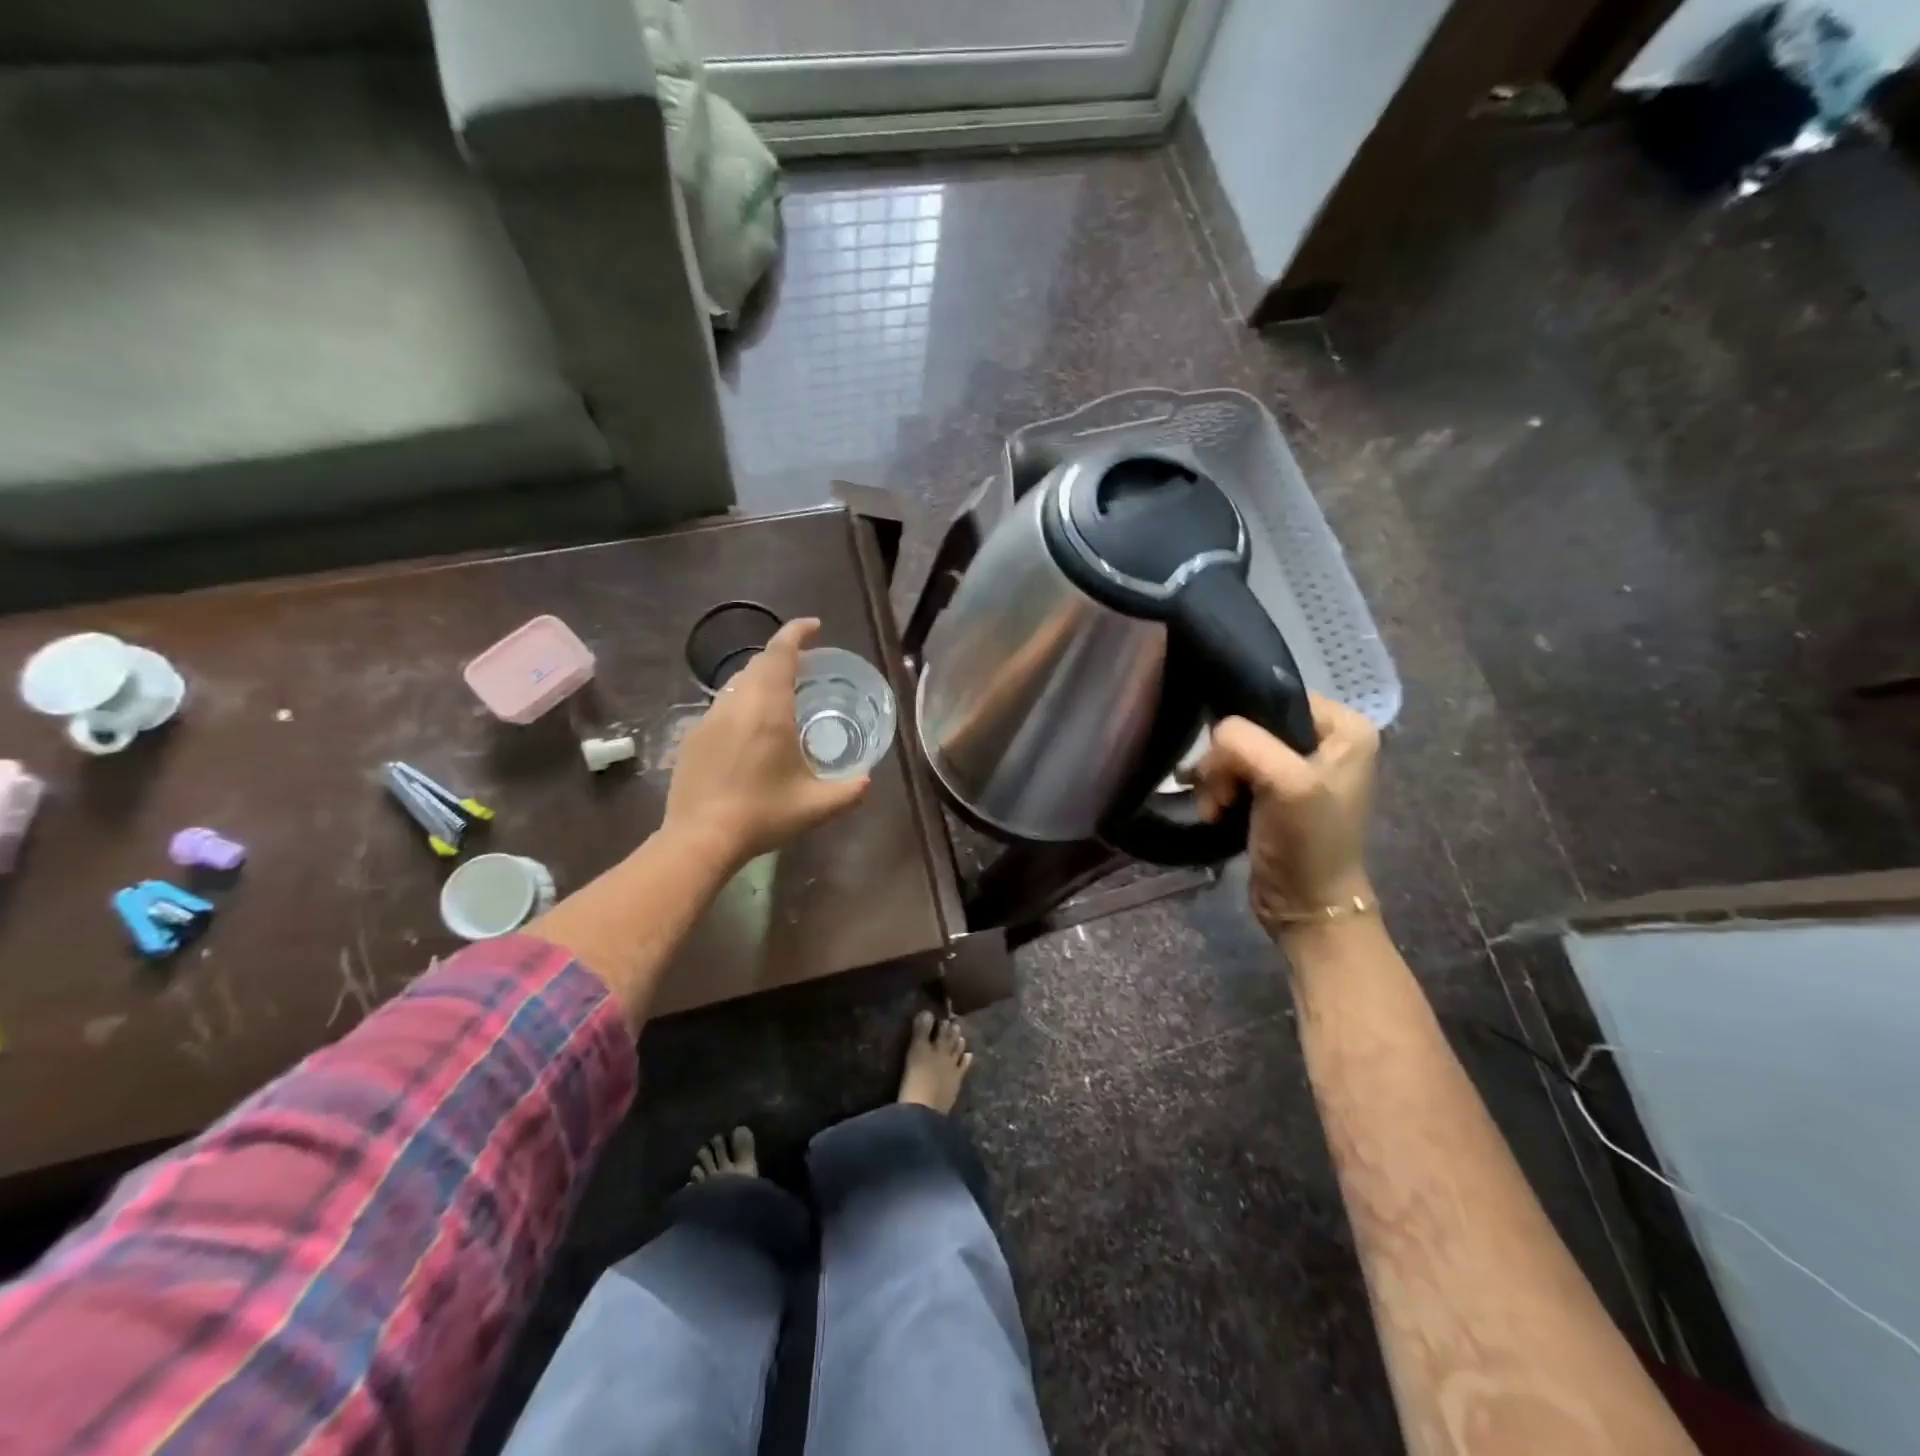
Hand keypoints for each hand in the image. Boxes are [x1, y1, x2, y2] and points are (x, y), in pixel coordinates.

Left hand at [663, 618, 869, 871]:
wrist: (700, 838)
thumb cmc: (762, 815)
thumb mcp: (816, 806)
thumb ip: (849, 791)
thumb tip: (868, 780)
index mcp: (768, 710)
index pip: (780, 653)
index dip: (796, 633)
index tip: (814, 626)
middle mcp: (736, 704)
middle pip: (757, 664)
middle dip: (782, 656)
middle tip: (805, 668)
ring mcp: (709, 719)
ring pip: (736, 684)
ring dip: (760, 679)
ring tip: (780, 697)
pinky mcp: (693, 737)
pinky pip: (722, 706)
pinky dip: (742, 703)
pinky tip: (751, 731)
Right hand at [1192, 696, 1379, 942]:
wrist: (1305, 905)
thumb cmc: (1307, 841)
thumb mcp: (1285, 782)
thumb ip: (1244, 742)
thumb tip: (1213, 737)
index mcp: (1344, 726)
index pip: (1274, 698)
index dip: (1246, 728)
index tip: (1237, 766)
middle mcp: (1324, 740)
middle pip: (1249, 726)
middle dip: (1226, 761)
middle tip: (1226, 793)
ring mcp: (1297, 767)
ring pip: (1234, 751)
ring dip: (1217, 780)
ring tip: (1218, 808)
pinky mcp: (1273, 792)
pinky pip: (1232, 772)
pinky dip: (1218, 792)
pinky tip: (1217, 813)